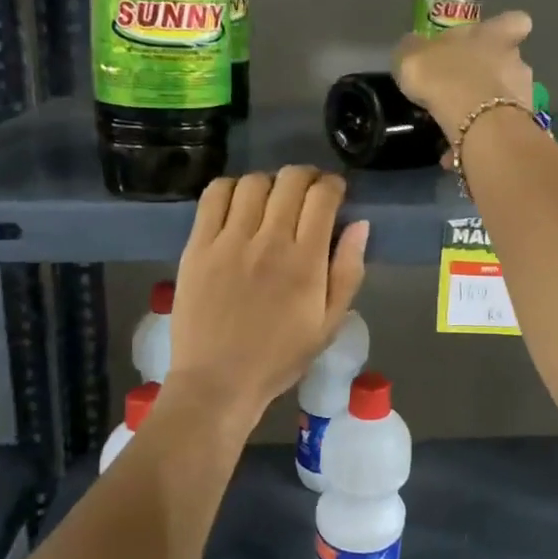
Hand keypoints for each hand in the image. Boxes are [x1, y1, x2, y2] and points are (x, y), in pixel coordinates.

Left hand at [169, 167, 368, 420]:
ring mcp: (229, 241)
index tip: (335, 193)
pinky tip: (239, 202)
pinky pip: (214, 196)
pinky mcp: (198, 245)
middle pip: (290, 180)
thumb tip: (360, 224)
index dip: (333, 185)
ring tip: (272, 199)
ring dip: (270, 182)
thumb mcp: (329, 323)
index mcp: (305, 261)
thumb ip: (348, 271)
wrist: (218, 381)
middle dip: (306, 177)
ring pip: (253, 182)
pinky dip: (231, 187)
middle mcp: (268, 241)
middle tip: (308, 192)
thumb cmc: (280, 356)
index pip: (322, 197)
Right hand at [394, 10, 534, 141]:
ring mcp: (523, 94)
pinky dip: (480, 139)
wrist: (476, 123)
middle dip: (490, 76)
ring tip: (458, 128)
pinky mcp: (521, 126)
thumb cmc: (445, 77)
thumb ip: (414, 50)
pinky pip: (498, 130)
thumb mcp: (412, 56)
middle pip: (509, 62)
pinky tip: (458, 151)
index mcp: (493, 36)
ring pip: (506, 99)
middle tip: (463, 92)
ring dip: (485, 111)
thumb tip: (414, 47)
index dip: (504, 29)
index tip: (492, 39)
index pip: (514, 21)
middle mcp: (515, 60)